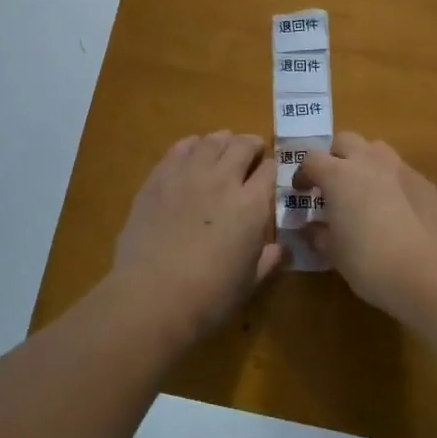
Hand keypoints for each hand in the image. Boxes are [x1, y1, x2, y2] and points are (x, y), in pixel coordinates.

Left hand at [113, 132, 282, 336]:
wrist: (152, 296)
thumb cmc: (209, 297)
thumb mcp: (249, 283)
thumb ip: (269, 260)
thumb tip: (284, 250)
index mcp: (252, 205)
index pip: (270, 170)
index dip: (272, 169)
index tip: (270, 176)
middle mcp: (223, 180)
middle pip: (243, 145)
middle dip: (252, 147)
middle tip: (251, 155)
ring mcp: (188, 175)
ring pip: (212, 141)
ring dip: (223, 142)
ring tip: (223, 150)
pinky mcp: (158, 178)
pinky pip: (179, 148)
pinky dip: (192, 146)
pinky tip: (192, 154)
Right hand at [294, 133, 436, 314]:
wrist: (429, 272)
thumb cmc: (369, 261)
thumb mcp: (334, 252)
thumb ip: (318, 234)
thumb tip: (312, 228)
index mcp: (339, 175)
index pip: (312, 159)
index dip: (303, 174)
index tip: (302, 192)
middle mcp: (370, 162)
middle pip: (346, 141)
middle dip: (335, 156)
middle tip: (332, 183)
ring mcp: (402, 169)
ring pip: (377, 150)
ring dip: (365, 163)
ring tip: (364, 190)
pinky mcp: (427, 184)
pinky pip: (402, 173)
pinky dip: (392, 183)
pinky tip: (396, 210)